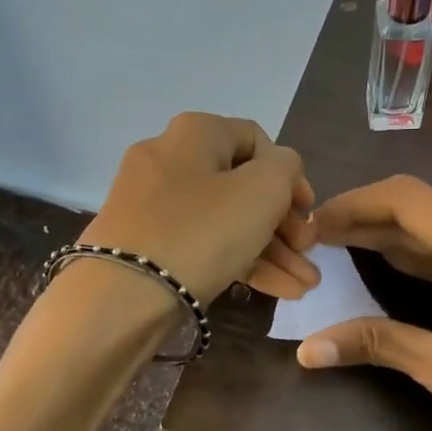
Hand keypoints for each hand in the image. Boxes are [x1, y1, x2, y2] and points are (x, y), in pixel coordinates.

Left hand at [82, 113, 318, 305]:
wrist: (122, 297)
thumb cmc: (202, 231)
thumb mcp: (263, 190)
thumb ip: (286, 168)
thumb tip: (280, 170)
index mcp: (194, 133)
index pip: (257, 140)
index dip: (291, 175)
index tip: (308, 212)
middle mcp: (169, 159)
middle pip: (242, 186)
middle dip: (285, 224)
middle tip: (309, 253)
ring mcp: (153, 205)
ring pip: (226, 221)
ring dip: (271, 251)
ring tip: (305, 286)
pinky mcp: (147, 244)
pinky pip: (203, 244)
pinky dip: (239, 262)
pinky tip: (278, 292)